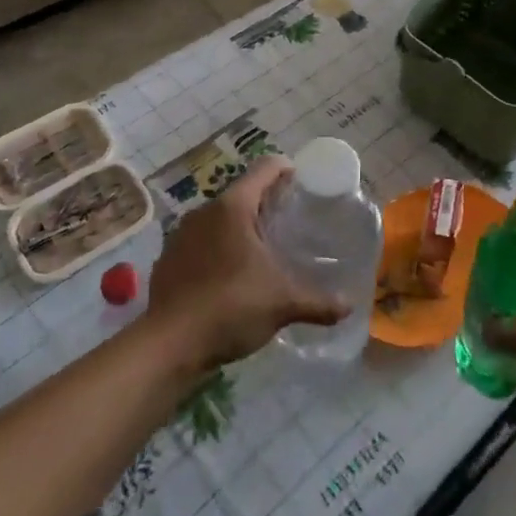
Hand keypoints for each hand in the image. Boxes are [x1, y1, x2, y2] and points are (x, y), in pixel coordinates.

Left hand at [147, 157, 347, 372]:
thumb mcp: (283, 303)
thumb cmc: (231, 307)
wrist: (168, 346)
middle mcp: (204, 211)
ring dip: (237, 228)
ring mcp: (180, 235)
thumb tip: (348, 305)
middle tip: (287, 222)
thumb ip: (318, 301)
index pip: (265, 169)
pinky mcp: (167, 260)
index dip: (286, 170)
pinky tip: (226, 276)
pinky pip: (198, 243)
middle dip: (264, 204)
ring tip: (258, 250)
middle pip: (241, 193)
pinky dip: (215, 250)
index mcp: (234, 206)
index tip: (302, 183)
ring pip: (217, 219)